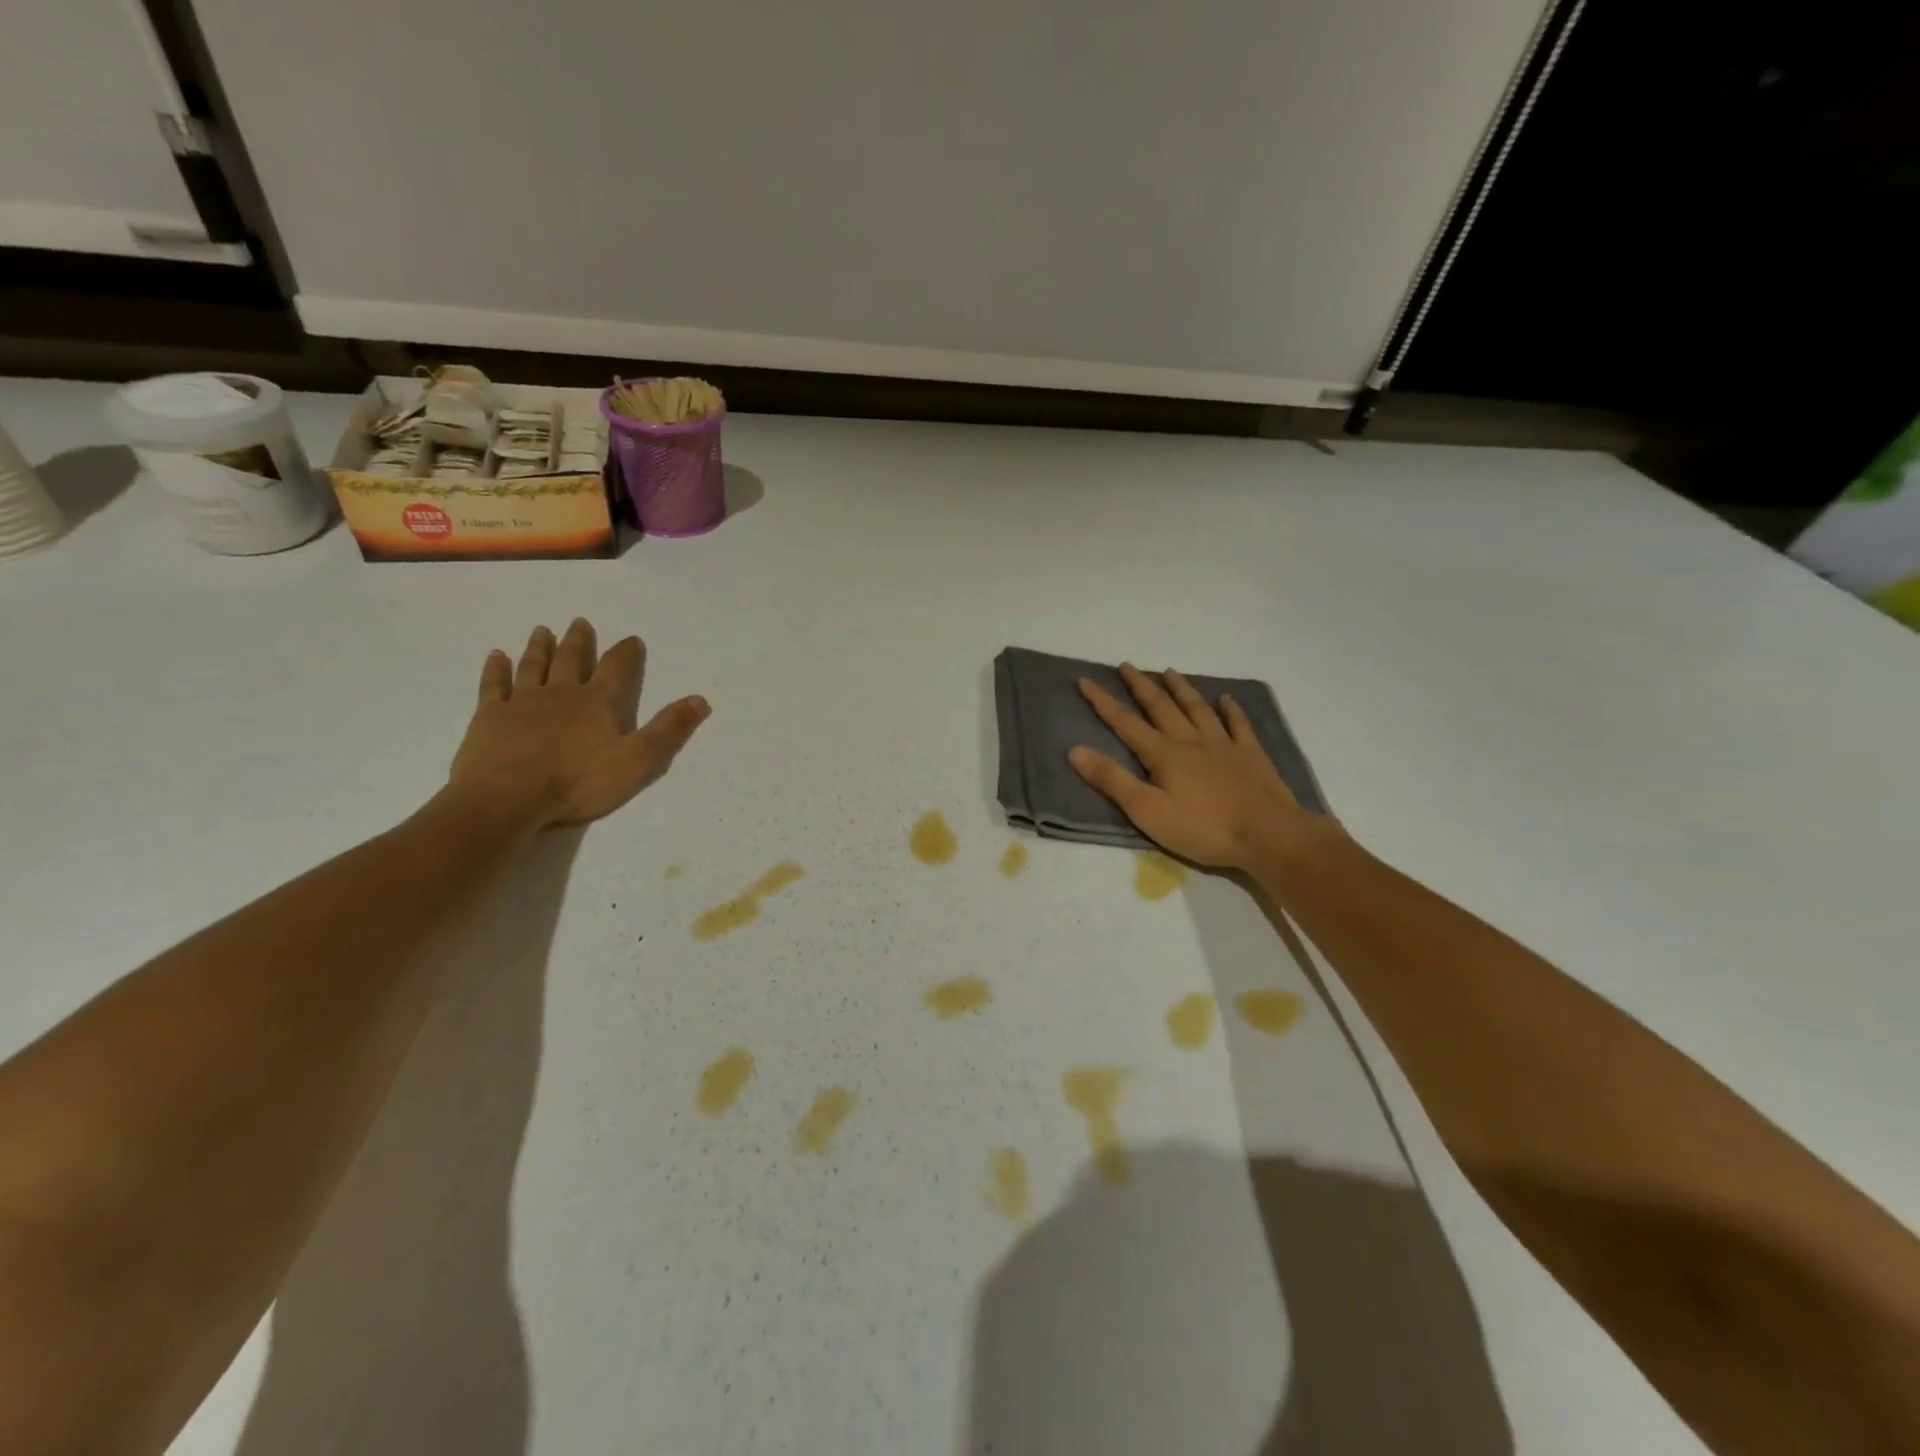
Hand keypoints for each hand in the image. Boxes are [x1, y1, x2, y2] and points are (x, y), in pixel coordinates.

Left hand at [448, 618, 709, 829]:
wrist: (507, 798)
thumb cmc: (578, 782)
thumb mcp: (638, 761)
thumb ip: (669, 730)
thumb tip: (700, 700)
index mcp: (598, 702)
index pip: (617, 669)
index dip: (627, 653)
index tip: (632, 639)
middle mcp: (561, 693)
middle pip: (572, 660)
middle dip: (579, 641)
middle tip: (580, 622)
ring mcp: (522, 702)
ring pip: (534, 666)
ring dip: (540, 648)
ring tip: (542, 631)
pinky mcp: (490, 717)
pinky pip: (494, 685)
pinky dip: (496, 669)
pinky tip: (496, 656)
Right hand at [1070, 665, 1328, 870]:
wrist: (1268, 836)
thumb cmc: (1203, 828)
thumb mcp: (1147, 811)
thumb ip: (1112, 780)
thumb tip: (1075, 750)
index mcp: (1163, 755)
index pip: (1126, 723)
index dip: (1103, 702)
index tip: (1086, 680)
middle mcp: (1191, 741)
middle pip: (1162, 707)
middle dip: (1141, 686)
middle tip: (1127, 665)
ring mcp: (1224, 745)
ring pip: (1198, 709)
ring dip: (1182, 689)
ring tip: (1170, 671)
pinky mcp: (1251, 756)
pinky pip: (1239, 725)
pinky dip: (1231, 710)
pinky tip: (1227, 698)